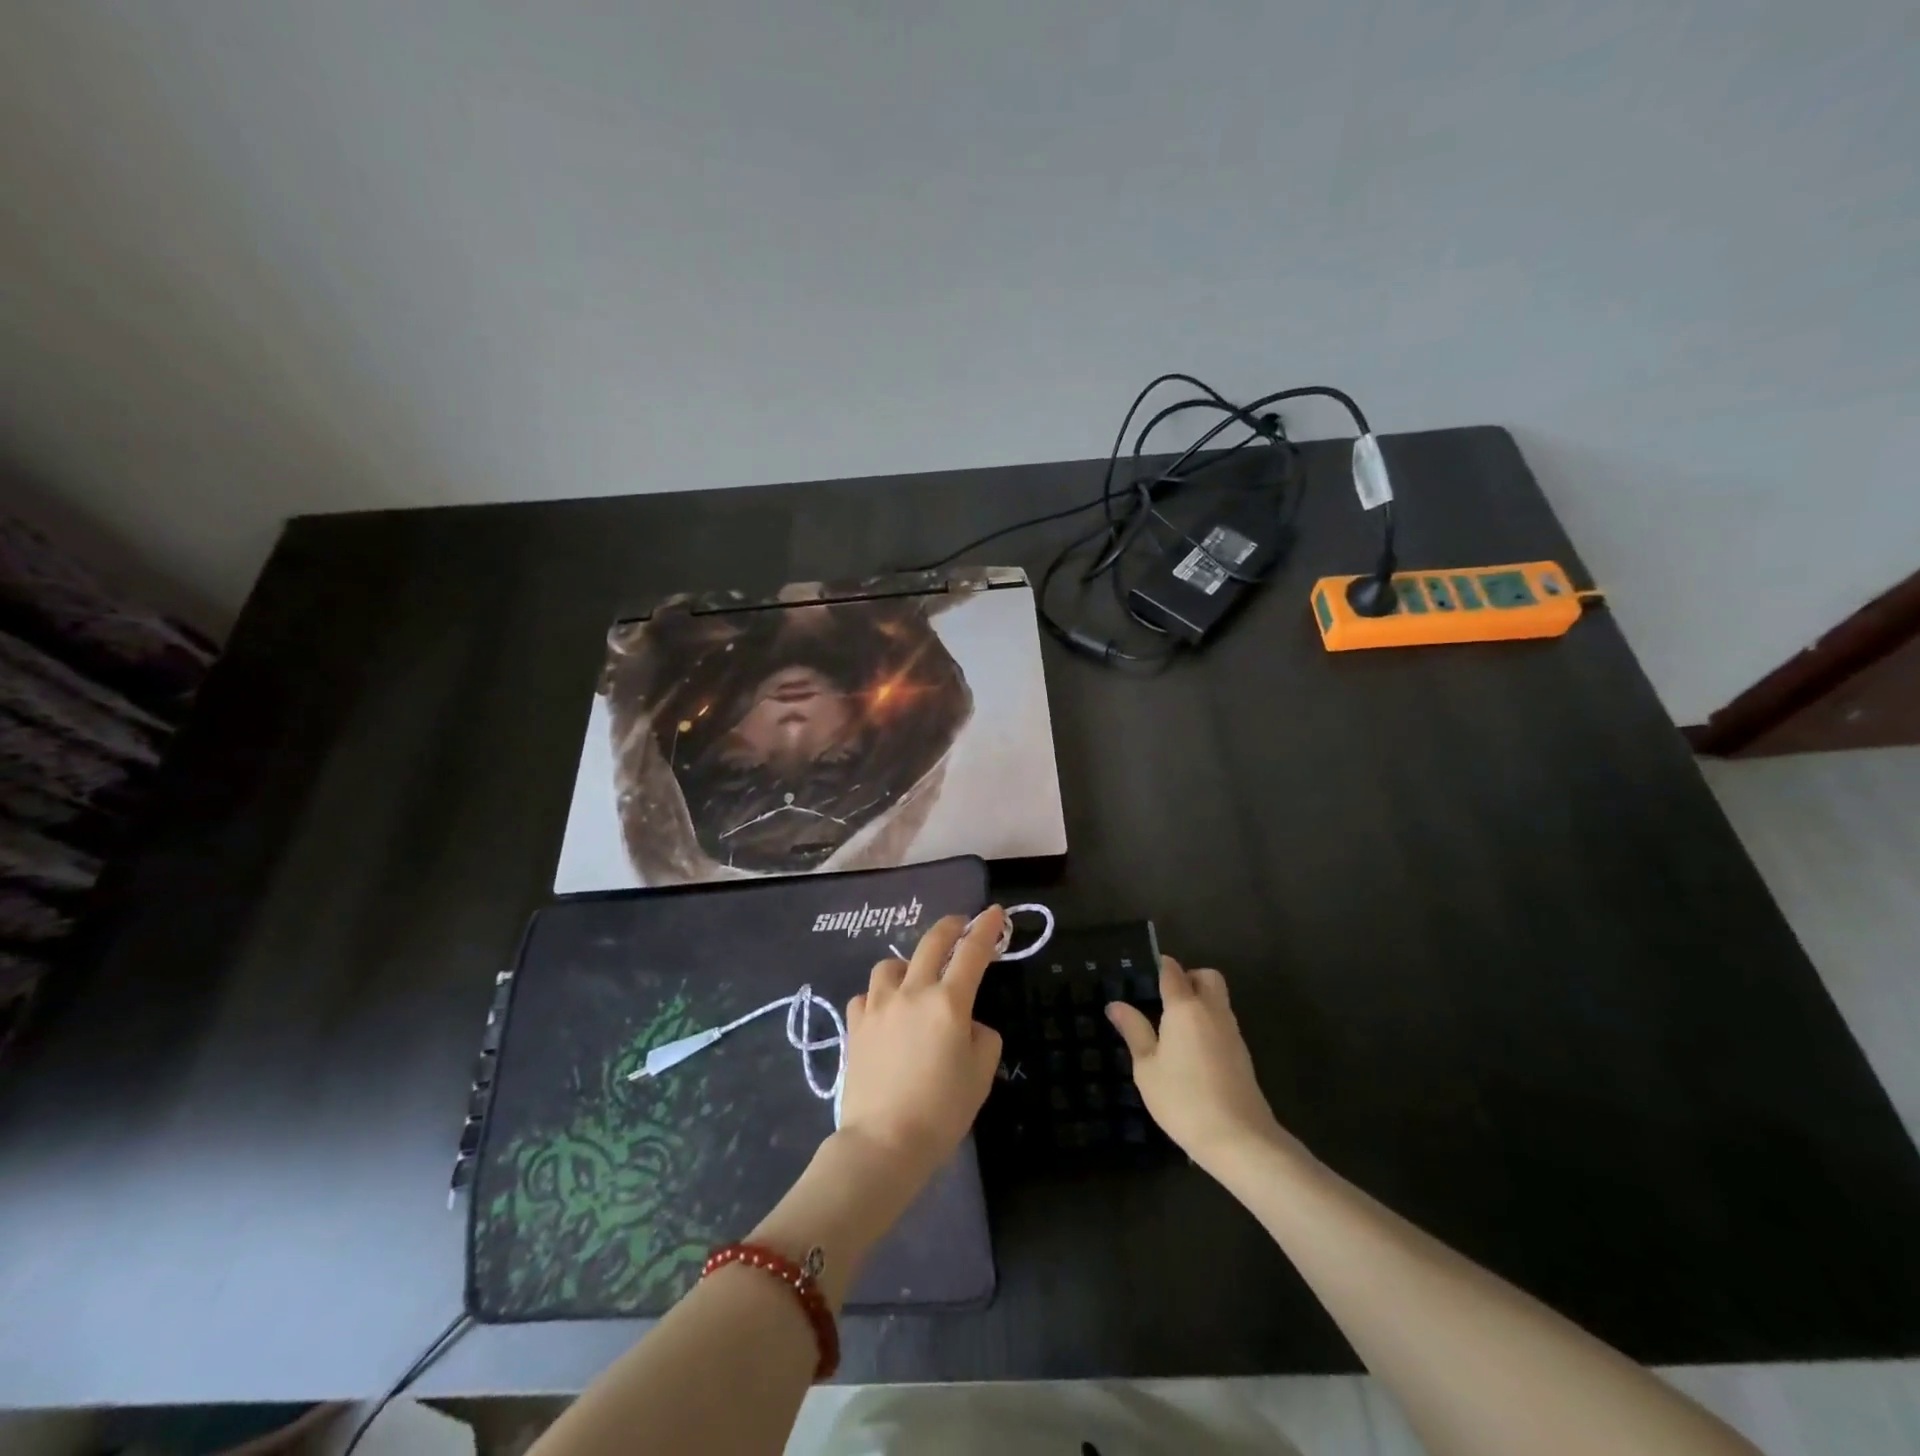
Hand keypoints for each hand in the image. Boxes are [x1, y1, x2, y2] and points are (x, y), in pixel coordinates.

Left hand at [839, 908, 1005, 1187]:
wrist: (884, 1143)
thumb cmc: (942, 1110)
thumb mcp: (982, 1074)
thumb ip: (982, 1036)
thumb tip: (967, 1023)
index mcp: (948, 1002)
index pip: (972, 952)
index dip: (986, 928)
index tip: (996, 912)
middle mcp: (912, 992)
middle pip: (931, 942)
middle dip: (951, 926)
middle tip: (961, 924)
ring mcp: (878, 1005)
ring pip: (891, 964)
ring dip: (908, 964)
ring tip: (914, 979)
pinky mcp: (855, 1025)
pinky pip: (867, 995)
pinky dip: (879, 996)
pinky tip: (885, 1012)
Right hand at [1108, 956, 1285, 1171]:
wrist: (1239, 1139)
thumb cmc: (1183, 1099)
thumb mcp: (1147, 1067)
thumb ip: (1133, 1030)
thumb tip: (1115, 1004)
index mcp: (1185, 1007)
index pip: (1173, 971)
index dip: (1160, 965)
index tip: (1144, 971)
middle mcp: (1212, 1011)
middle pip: (1206, 976)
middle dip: (1188, 978)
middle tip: (1164, 999)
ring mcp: (1232, 1032)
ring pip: (1218, 999)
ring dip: (1200, 1001)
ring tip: (1173, 1027)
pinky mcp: (1242, 1053)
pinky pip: (1223, 1022)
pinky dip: (1208, 1023)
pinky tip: (1191, 1051)